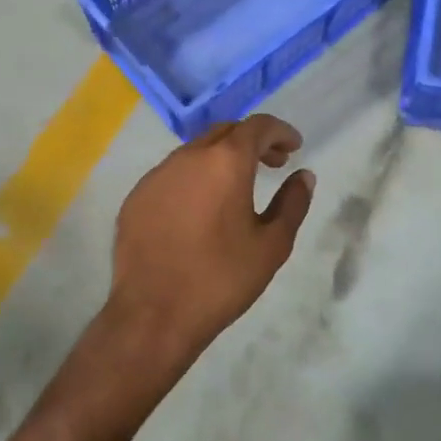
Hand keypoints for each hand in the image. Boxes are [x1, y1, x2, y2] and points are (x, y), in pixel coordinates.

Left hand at [108, 115, 315, 367]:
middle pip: (225, 131)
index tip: (294, 147)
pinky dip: (194, 178)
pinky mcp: (136, 197)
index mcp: (225, 162)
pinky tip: (200, 209)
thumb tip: (303, 176)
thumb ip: (292, 204)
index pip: (257, 126)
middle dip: (252, 141)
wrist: (154, 314)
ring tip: (237, 186)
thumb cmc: (221, 279)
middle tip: (272, 164)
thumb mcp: (272, 245)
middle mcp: (188, 157)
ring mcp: (157, 175)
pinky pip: (171, 174)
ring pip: (195, 151)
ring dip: (221, 158)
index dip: (280, 132)